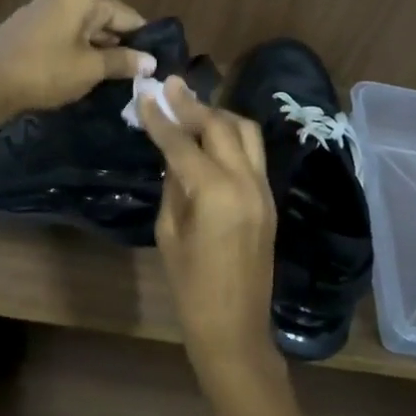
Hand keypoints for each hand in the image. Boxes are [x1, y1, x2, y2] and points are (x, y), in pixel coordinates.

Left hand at [0, 0, 151, 114]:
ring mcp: (40, 8)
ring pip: (80, 27)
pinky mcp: (25, 25)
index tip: (153, 61)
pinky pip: (60, 33)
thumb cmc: (48, 71)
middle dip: (118, 44)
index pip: (126, 15)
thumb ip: (123, 61)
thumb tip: (150, 61)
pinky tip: (76, 69)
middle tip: (134, 72)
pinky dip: (72, 47)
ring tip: (109, 74)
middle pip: (103, 18)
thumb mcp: (91, 69)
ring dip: (95, 47)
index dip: (142, 39)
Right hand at [137, 78, 283, 392]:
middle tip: (170, 86)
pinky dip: (231, 136)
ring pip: (245, 132)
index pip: (183, 143)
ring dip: (218, 115)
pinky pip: (252, 153)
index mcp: (215, 192)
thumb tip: (173, 155)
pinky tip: (210, 137)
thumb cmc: (191, 288)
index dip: (161, 118)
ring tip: (191, 108)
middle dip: (193, 104)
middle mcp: (245, 181)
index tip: (146, 94)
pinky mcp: (269, 199)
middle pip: (220, 125)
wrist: (235, 329)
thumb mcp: (169, 233)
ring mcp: (263, 189)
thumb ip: (173, 186)